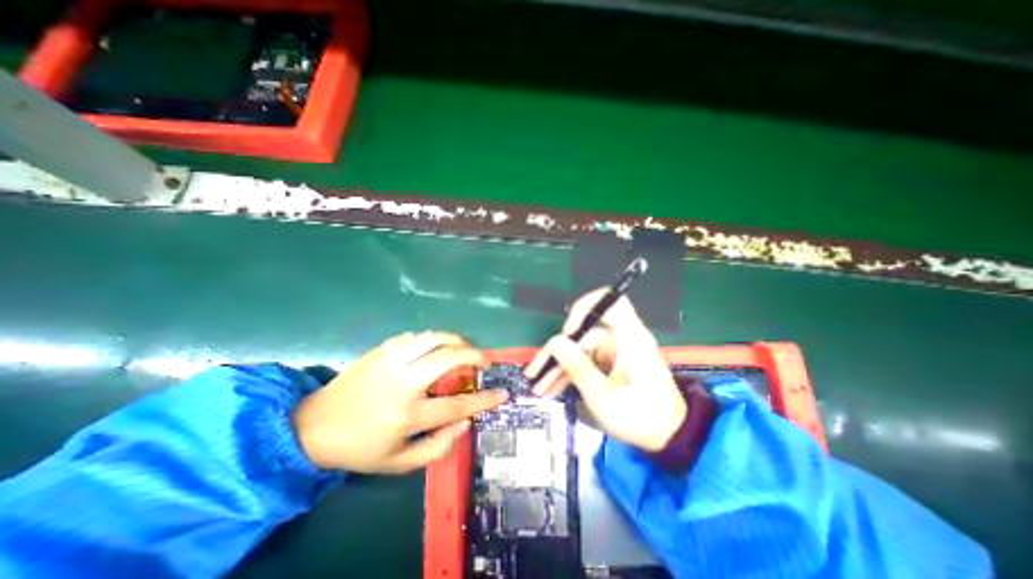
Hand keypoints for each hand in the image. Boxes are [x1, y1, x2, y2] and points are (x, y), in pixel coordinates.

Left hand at [291, 332, 506, 472]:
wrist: (312, 426)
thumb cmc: (359, 448)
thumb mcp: (398, 463)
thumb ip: (437, 447)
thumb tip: (465, 422)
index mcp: (407, 414)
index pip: (457, 406)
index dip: (484, 400)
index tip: (502, 394)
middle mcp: (403, 383)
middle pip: (448, 358)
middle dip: (474, 355)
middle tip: (484, 360)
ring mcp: (391, 361)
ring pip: (433, 338)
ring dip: (455, 340)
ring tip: (464, 347)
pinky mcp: (381, 349)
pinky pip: (415, 337)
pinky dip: (432, 339)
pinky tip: (435, 348)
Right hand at [525, 290, 683, 452]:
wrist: (668, 438)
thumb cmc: (641, 417)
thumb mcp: (604, 397)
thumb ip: (578, 368)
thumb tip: (556, 342)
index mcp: (630, 339)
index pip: (611, 302)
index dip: (586, 307)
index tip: (568, 330)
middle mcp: (621, 339)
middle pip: (583, 333)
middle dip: (557, 353)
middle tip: (536, 373)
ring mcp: (615, 351)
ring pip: (580, 349)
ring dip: (559, 367)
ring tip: (540, 387)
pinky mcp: (611, 363)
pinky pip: (585, 361)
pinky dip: (570, 373)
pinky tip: (552, 387)